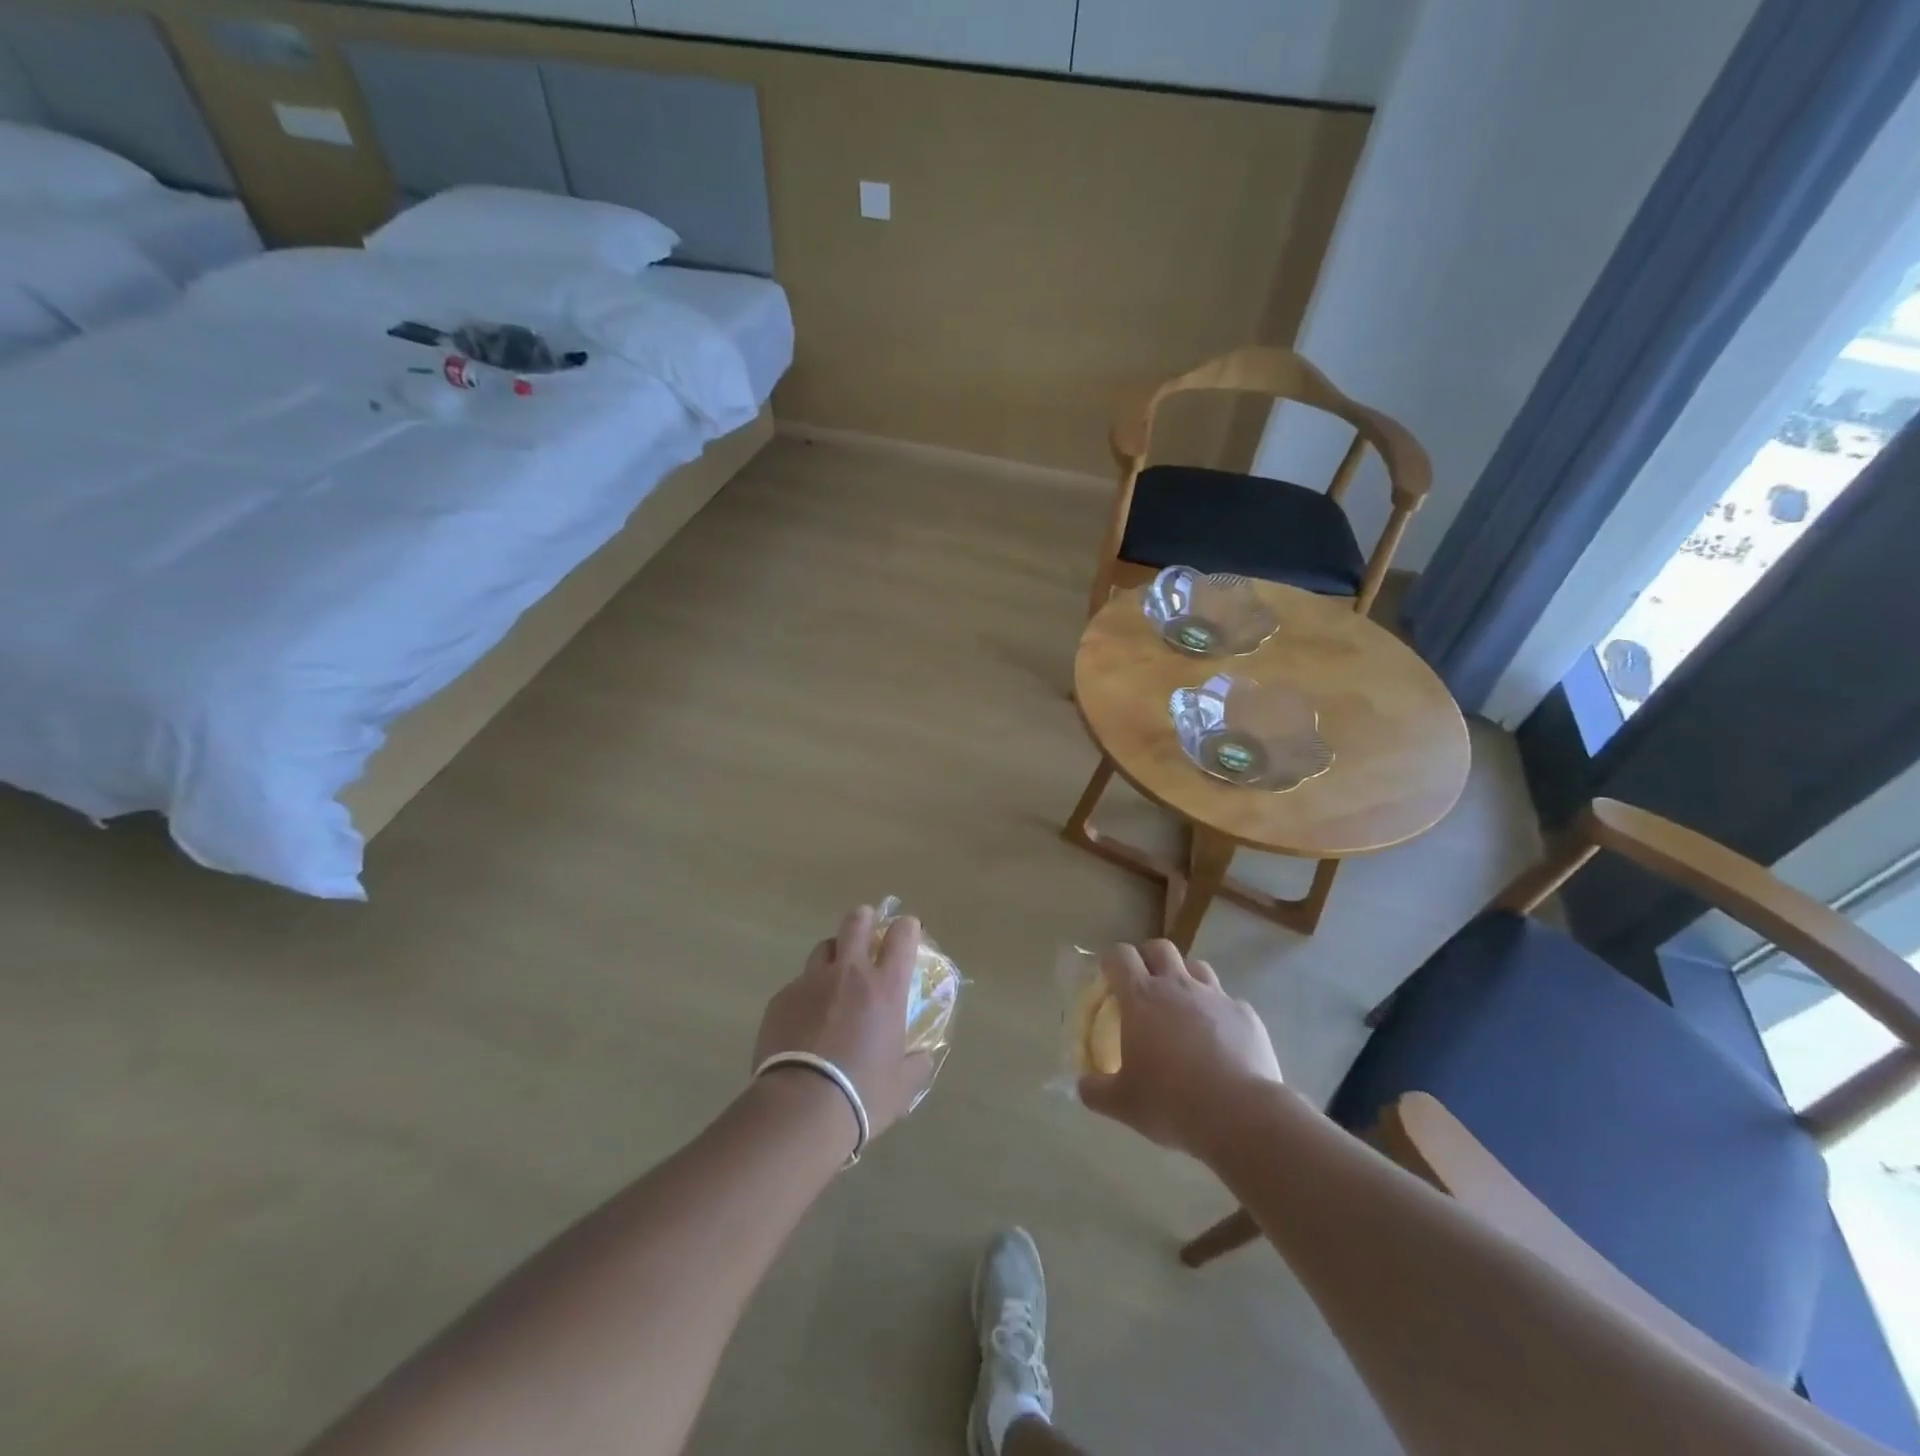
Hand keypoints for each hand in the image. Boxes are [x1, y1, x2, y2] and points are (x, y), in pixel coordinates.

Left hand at [753, 906, 936, 1148]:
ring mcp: (811, 982)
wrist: (801, 1108)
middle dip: (864, 918)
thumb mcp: (903, 1084)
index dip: (907, 927)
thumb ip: (917, 1062)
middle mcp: (849, 973)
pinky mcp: (781, 999)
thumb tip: (923, 1056)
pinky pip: (798, 984)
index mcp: (886, 987)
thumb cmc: (863, 1094)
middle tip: (867, 929)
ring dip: (834, 954)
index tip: (908, 931)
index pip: (902, 935)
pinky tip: (805, 1019)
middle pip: (855, 922)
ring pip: (823, 948)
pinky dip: (807, 993)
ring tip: (834, 976)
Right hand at [1077, 940, 1282, 1158]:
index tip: (1108, 977)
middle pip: (1159, 948)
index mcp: (1141, 997)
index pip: (1120, 956)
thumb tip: (1083, 1085)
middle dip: (1148, 958)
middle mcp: (1177, 985)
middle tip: (1144, 984)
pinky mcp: (1245, 1014)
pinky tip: (1219, 1039)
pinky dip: (1218, 1012)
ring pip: (1197, 967)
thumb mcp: (1123, 1104)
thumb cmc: (1172, 1102)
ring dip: (1185, 978)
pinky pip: (1228, 1002)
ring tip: (1182, 1006)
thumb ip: (1096, 1090)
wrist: (1241, 1115)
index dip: (1112, 961)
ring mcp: (1215, 996)